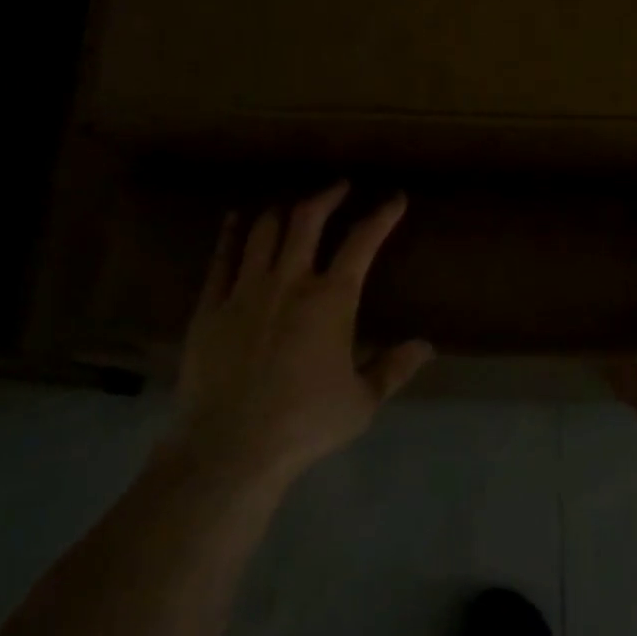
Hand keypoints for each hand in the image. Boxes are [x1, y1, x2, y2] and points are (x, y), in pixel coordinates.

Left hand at [170, 182, 430, 487]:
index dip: (381, 215)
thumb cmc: (304, 424)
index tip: (394, 199)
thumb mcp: (361, 402)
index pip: (362, 242)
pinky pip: (222, 257)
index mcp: (331, 300)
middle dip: (327, 195)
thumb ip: (393, 368)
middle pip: (307, 219)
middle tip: (339, 187)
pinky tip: (237, 219)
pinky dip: (232, 232)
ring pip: (264, 230)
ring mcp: (245, 290)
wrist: (229, 449)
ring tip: (293, 205)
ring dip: (283, 210)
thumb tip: (425, 346)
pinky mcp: (210, 306)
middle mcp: (289, 281)